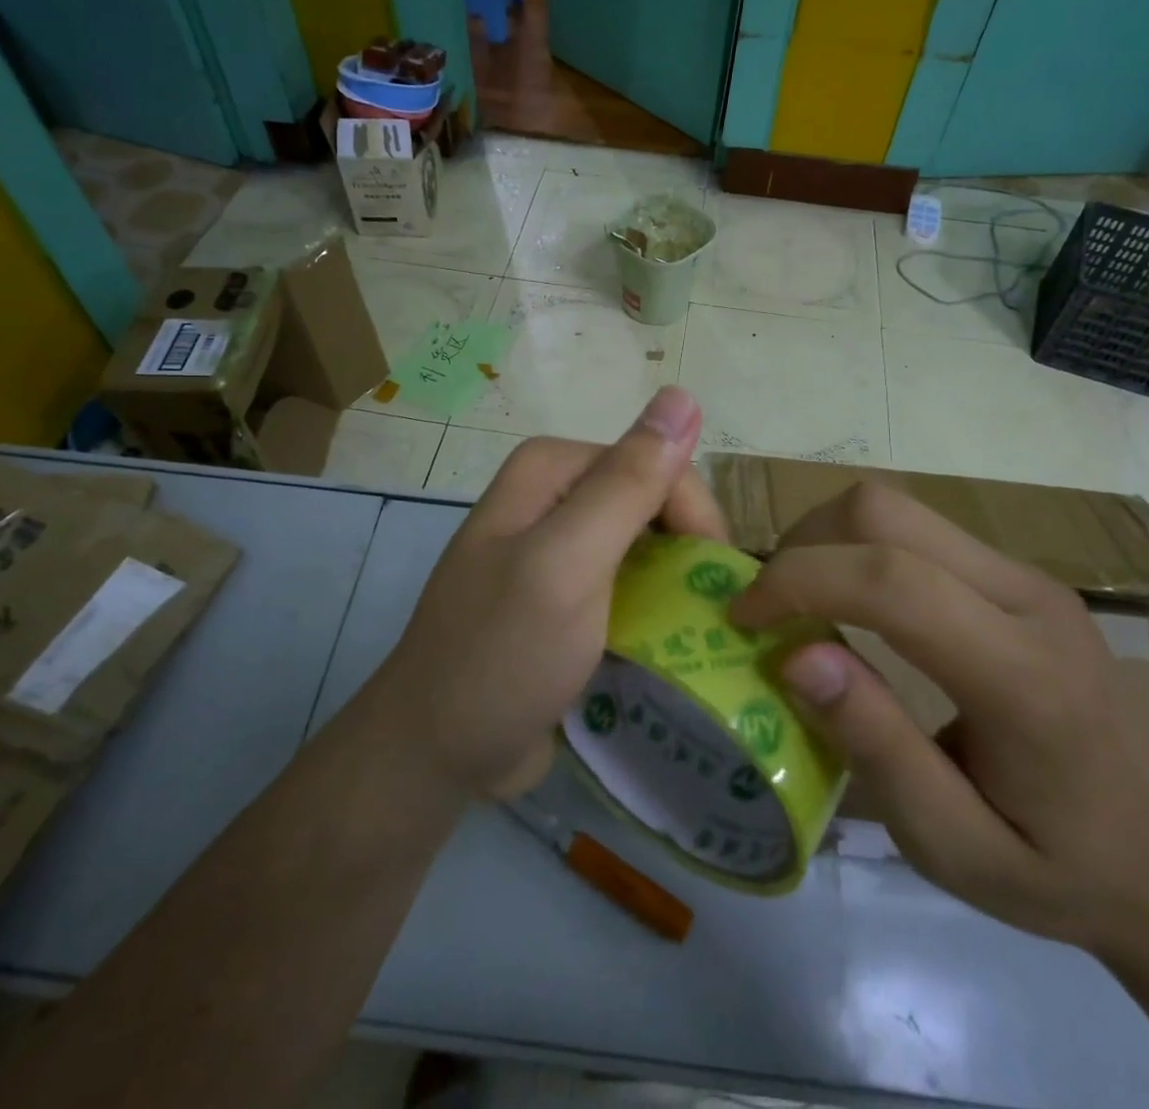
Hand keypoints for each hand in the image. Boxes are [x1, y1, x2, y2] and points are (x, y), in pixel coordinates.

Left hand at [369, 387, 724, 799]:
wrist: (436, 752)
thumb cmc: (501, 653)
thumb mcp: (567, 562)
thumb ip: (626, 484)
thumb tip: (683, 395)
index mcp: (551, 469)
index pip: (655, 463)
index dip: (693, 516)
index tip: (712, 582)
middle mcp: (554, 495)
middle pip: (653, 502)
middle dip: (687, 551)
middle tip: (709, 614)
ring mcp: (558, 547)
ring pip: (648, 545)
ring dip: (678, 583)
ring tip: (700, 632)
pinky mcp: (566, 594)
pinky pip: (629, 584)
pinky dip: (656, 609)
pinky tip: (670, 642)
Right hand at [729, 481, 1148, 952]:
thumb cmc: (1059, 867)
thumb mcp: (954, 847)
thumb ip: (876, 748)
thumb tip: (795, 657)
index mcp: (1023, 676)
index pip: (892, 584)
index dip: (799, 582)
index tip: (742, 618)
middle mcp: (1028, 598)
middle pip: (885, 512)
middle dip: (804, 544)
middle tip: (770, 608)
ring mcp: (1026, 575)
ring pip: (895, 507)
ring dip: (826, 539)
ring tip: (800, 602)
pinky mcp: (1016, 572)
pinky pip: (915, 528)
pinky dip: (857, 547)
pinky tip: (850, 602)